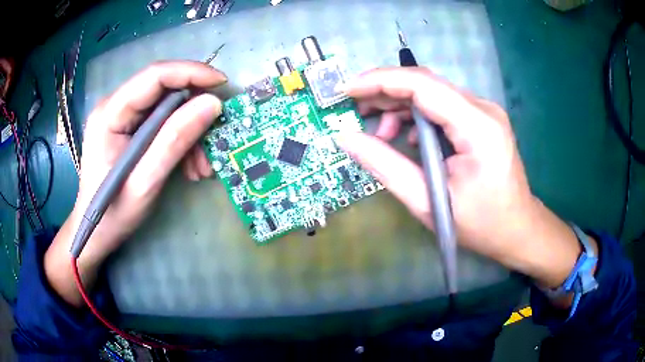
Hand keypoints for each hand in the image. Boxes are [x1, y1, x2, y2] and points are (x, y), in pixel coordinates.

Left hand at [45, 61, 226, 305]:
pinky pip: (163, 123)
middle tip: (215, 137)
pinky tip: (190, 166)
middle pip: (163, 90)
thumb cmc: (114, 212)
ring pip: (167, 108)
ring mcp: (122, 117)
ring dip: (190, 132)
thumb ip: (174, 140)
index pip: (154, 76)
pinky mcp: (129, 128)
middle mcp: (115, 106)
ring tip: (201, 166)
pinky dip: (181, 140)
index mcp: (110, 113)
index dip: (191, 73)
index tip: (222, 84)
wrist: (96, 231)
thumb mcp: (145, 181)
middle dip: (193, 111)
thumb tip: (212, 104)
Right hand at [337, 67, 585, 288]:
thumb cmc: (480, 224)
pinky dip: (417, 116)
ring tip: (381, 133)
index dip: (379, 81)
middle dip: (385, 92)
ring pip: (432, 92)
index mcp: (477, 127)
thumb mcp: (427, 201)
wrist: (517, 229)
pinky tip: (406, 139)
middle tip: (356, 112)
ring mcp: (484, 111)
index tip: (346, 90)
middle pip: (426, 83)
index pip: (422, 85)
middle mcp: (483, 108)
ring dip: (400, 105)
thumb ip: (385, 165)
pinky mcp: (480, 119)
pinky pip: (441, 105)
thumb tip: (346, 138)